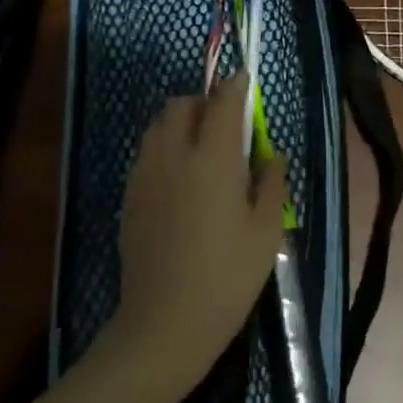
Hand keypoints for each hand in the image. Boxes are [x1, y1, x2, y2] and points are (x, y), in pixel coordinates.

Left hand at [115, 72, 286, 383]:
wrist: (165, 323)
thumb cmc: (227, 277)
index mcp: (213, 159)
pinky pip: (147, 153)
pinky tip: (182, 179)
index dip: (236, 86)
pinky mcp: (130, 197)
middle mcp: (173, 156)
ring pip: (158, 126)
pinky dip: (165, 148)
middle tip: (227, 122)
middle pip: (181, 105)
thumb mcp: (266, 232)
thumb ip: (271, 183)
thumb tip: (272, 155)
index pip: (223, 103)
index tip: (245, 78)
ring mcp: (145, 175)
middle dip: (204, 101)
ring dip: (181, 122)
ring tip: (204, 148)